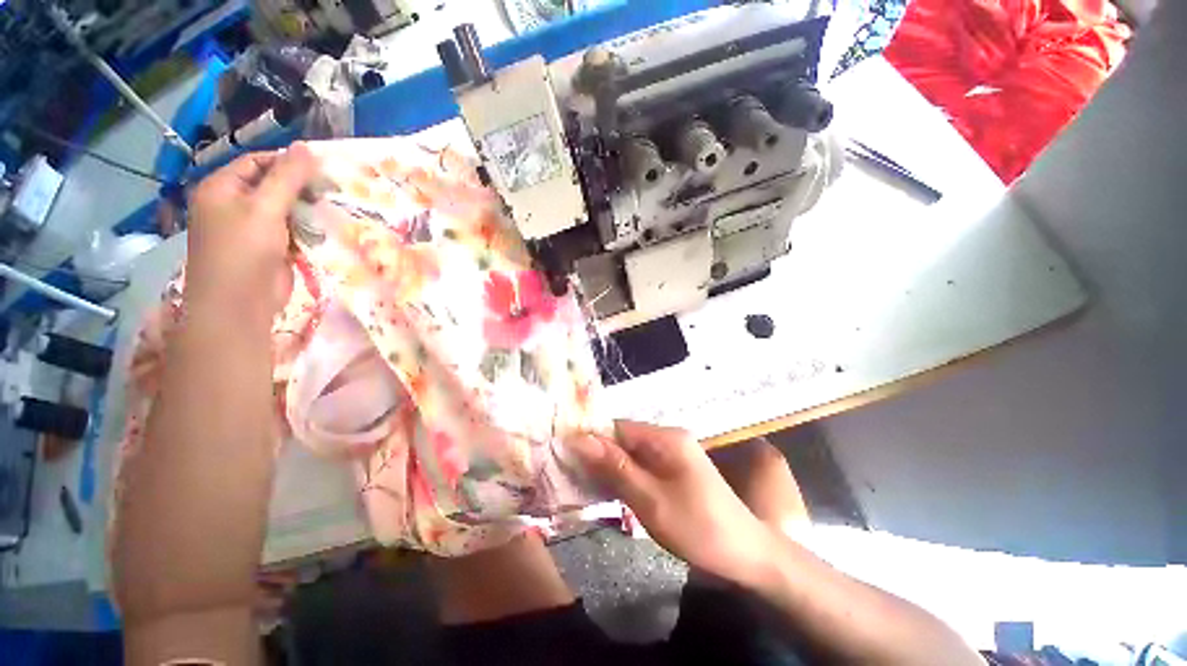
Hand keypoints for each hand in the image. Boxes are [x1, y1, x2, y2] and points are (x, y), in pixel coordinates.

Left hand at [185, 144, 319, 316]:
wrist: (239, 304)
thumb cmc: (243, 251)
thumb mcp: (265, 208)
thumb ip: (287, 178)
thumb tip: (308, 147)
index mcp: (221, 188)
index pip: (257, 162)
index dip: (287, 162)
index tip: (322, 169)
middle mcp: (232, 205)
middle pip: (271, 185)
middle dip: (300, 188)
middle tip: (331, 190)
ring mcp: (249, 229)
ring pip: (283, 210)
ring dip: (306, 210)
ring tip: (333, 208)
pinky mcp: (267, 249)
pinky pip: (289, 231)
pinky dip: (306, 229)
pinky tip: (325, 229)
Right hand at [567, 421, 774, 587]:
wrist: (746, 555)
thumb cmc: (699, 528)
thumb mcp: (651, 500)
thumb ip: (616, 468)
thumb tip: (580, 439)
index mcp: (666, 438)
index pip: (618, 427)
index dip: (592, 439)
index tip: (565, 455)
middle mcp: (669, 439)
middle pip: (624, 439)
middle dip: (599, 455)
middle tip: (571, 475)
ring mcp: (673, 455)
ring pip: (631, 454)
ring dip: (610, 468)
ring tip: (584, 485)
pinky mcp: (674, 471)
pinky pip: (642, 467)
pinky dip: (625, 477)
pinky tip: (610, 492)